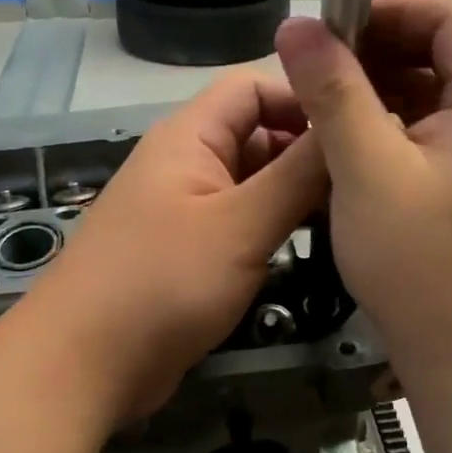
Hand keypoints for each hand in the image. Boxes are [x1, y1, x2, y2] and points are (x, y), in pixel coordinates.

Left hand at [24, 75, 327, 426]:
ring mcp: (186, 208)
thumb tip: (348, 121)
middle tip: (368, 182)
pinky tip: (315, 248)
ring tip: (354, 215)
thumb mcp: (241, 224)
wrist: (83, 364)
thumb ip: (298, 174)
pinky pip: (240, 222)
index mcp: (190, 136)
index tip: (359, 130)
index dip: (305, 98)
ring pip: (252, 183)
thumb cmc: (162, 281)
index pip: (254, 87)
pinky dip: (273, 227)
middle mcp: (186, 162)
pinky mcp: (188, 251)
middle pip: (257, 134)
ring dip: (295, 194)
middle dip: (308, 152)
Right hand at [274, 0, 451, 395]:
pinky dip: (404, 123)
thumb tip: (294, 26)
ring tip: (331, 108)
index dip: (385, 8)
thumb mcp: (366, 173)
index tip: (326, 31)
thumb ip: (332, 91)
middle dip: (380, 50)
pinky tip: (362, 145)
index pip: (451, 12)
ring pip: (446, 88)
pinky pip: (450, 127)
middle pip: (450, 47)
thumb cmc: (423, 271)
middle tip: (318, 72)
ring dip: (387, 87)